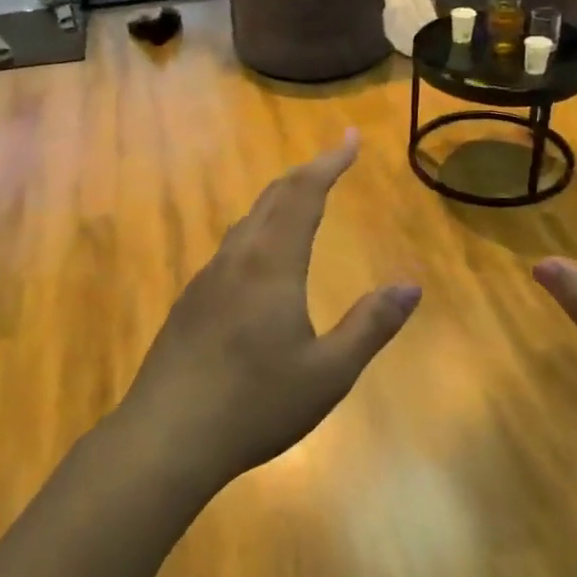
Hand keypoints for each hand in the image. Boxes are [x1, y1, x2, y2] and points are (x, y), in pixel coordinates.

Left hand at [116, 132, 420, 491]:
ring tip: (300, 204)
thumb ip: (371, 325)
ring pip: (246, 224)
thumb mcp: (328, 373)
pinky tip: (259, 263)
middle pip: (272, 200)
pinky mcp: (189, 304)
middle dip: (305, 175)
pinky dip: (257, 233)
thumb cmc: (255, 404)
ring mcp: (206, 280)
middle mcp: (236, 260)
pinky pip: (230, 251)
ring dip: (278, 204)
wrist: (165, 437)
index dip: (328, 162)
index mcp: (271, 265)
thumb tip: (410, 286)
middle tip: (331, 163)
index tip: (350, 138)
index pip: (303, 195)